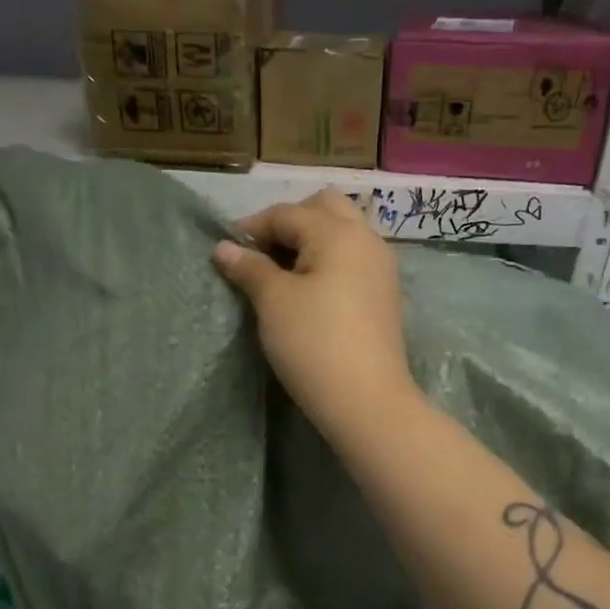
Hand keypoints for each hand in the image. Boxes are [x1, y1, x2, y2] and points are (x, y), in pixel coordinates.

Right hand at [211, 190, 416, 436]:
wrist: (366, 400)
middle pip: (325, 208)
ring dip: (313, 240)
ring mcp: (382, 267)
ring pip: (344, 232)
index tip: (228, 254)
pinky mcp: (385, 294)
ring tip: (284, 274)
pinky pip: (354, 260)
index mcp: (338, 231)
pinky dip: (331, 261)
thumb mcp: (274, 302)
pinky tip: (312, 291)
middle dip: (290, 222)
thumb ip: (250, 268)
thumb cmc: (314, 344)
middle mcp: (367, 238)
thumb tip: (224, 248)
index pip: (287, 213)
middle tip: (263, 255)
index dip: (252, 228)